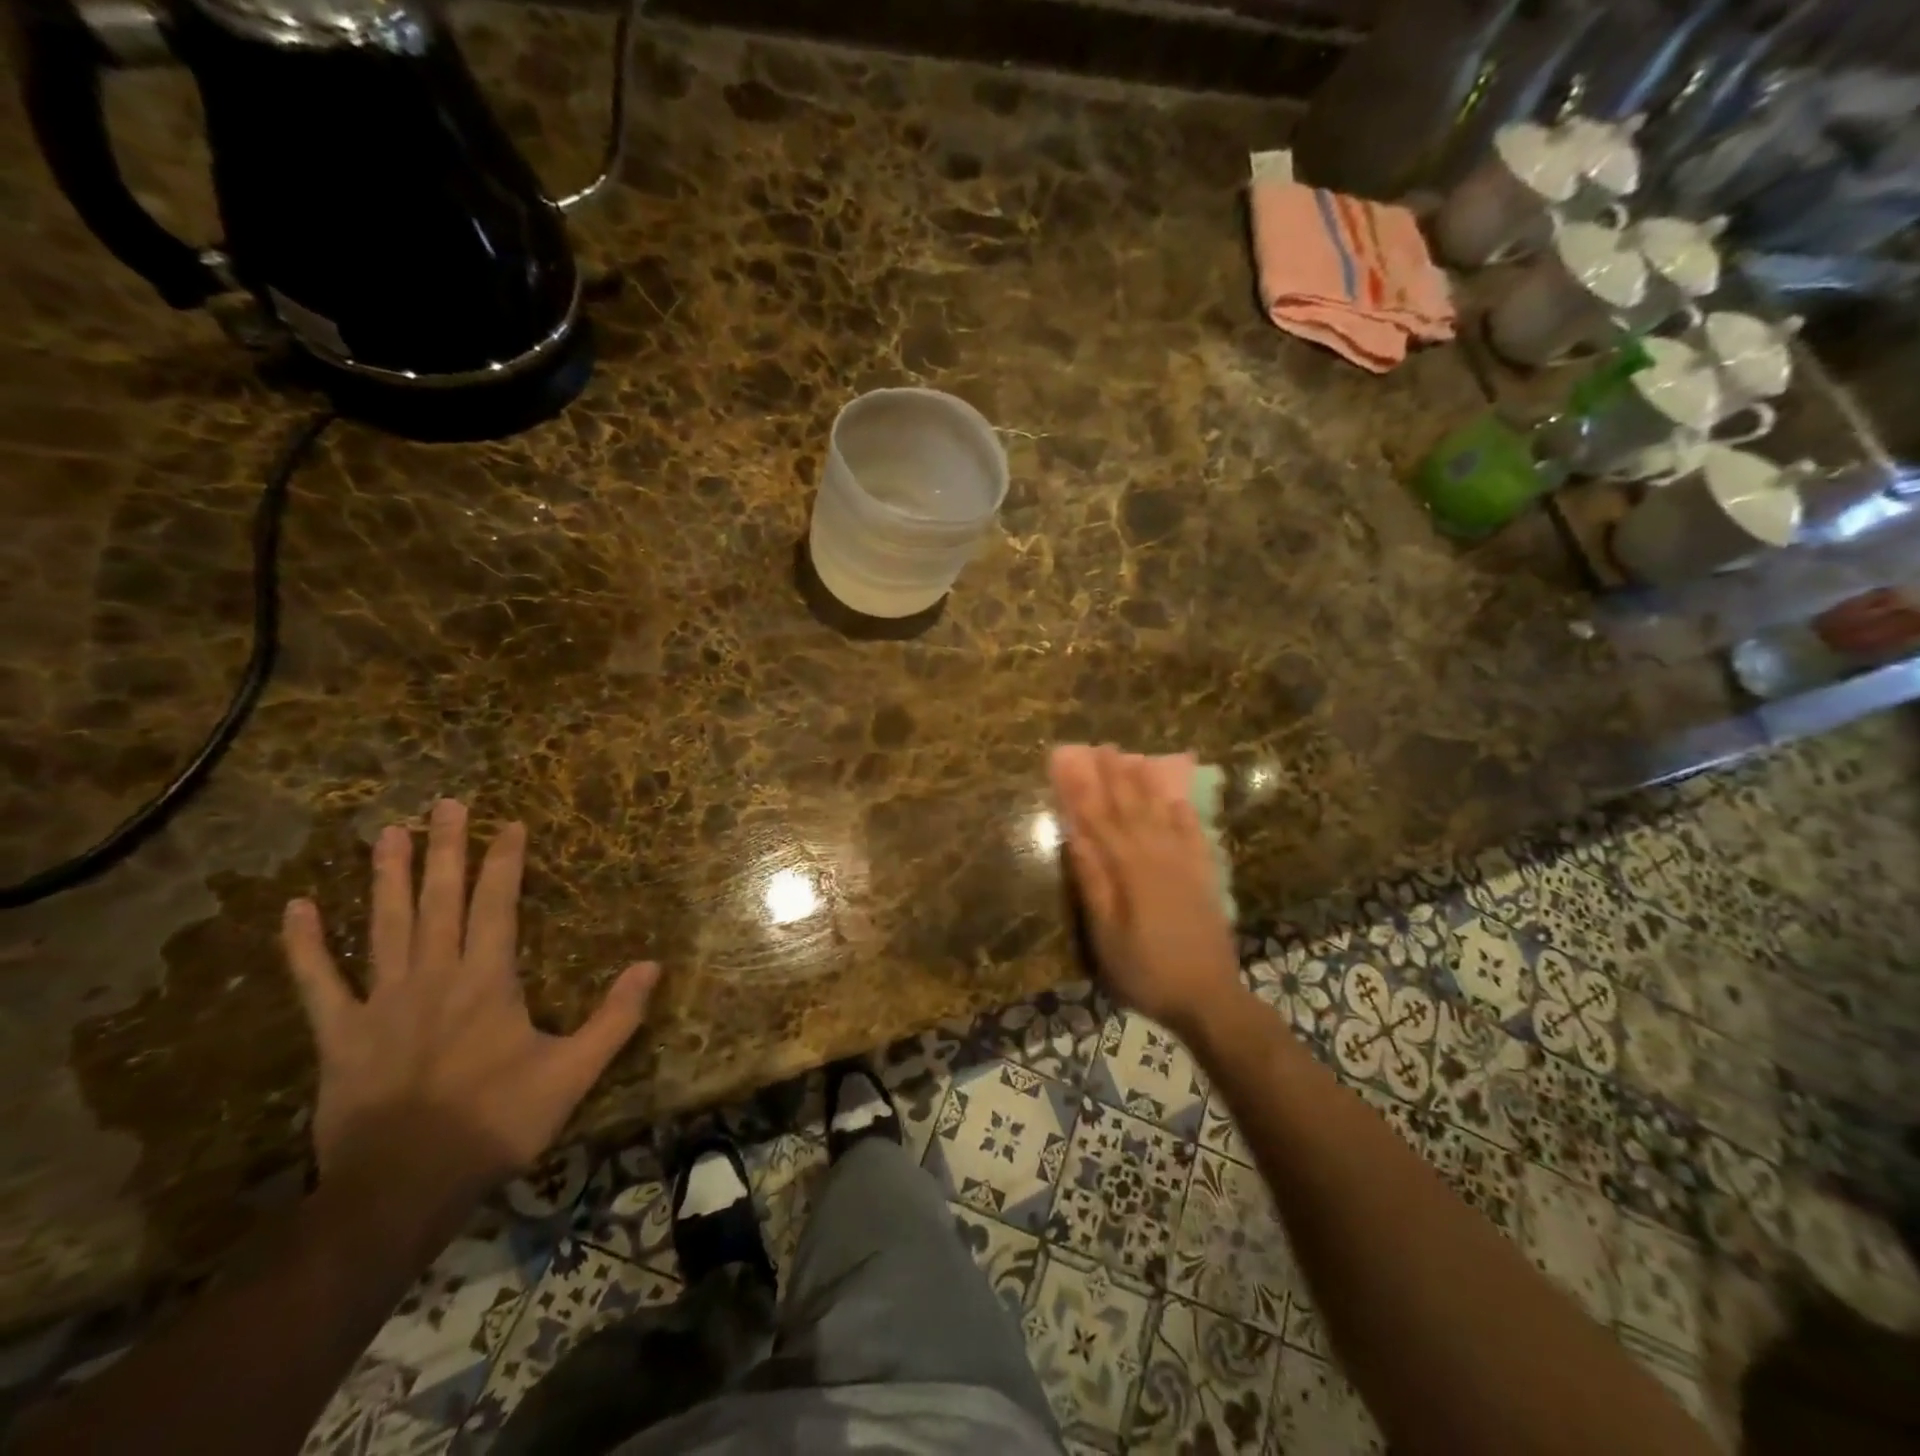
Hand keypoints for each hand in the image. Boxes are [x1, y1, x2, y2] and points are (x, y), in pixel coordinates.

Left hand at [281, 799, 658, 1200]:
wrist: (402, 1190)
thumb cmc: (496, 1124)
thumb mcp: (574, 1073)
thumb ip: (616, 1017)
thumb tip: (653, 965)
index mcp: (487, 981)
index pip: (497, 905)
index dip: (504, 861)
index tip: (510, 823)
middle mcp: (433, 977)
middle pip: (439, 900)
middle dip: (445, 849)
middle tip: (444, 803)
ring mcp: (380, 1003)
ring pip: (384, 925)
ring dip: (385, 877)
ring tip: (387, 832)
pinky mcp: (339, 1036)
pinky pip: (318, 984)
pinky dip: (305, 947)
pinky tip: (297, 909)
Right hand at [1050, 746, 1242, 1040]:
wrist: (1209, 997)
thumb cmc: (1145, 970)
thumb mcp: (1106, 935)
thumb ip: (1093, 882)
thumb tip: (1075, 837)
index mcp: (1129, 870)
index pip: (1100, 821)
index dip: (1085, 791)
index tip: (1073, 762)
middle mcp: (1158, 857)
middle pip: (1132, 809)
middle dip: (1116, 777)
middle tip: (1104, 747)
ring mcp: (1185, 864)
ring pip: (1162, 814)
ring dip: (1147, 785)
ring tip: (1135, 759)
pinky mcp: (1204, 876)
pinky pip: (1194, 834)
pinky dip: (1184, 813)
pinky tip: (1177, 798)